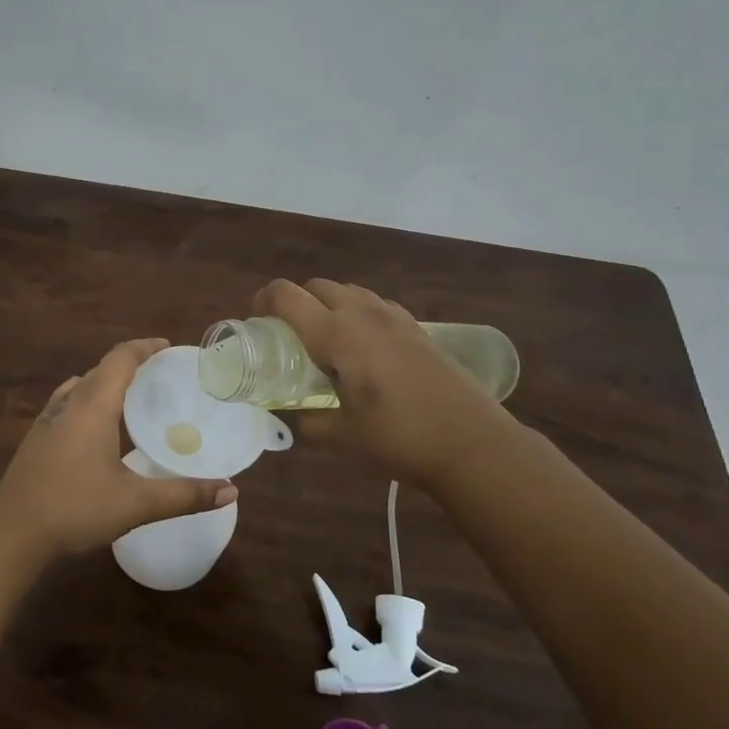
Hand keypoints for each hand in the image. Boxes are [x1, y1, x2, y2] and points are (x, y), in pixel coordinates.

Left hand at [0, 337, 237, 561]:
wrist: (11, 534)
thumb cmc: (75, 509)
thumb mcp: (136, 503)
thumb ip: (184, 495)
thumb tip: (231, 489)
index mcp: (92, 406)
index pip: (119, 359)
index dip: (144, 347)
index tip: (167, 346)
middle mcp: (68, 404)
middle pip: (100, 370)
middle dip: (129, 366)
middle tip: (159, 376)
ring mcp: (47, 421)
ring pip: (80, 388)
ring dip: (106, 384)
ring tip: (132, 399)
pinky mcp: (36, 440)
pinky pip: (67, 406)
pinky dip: (88, 404)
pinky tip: (97, 430)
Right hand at [254, 279, 516, 487]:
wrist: (473, 443)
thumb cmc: (399, 437)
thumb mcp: (342, 437)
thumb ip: (309, 422)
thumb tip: (294, 418)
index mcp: (335, 334)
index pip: (286, 296)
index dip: (262, 300)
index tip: (255, 320)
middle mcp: (361, 314)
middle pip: (317, 286)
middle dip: (295, 302)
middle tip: (289, 335)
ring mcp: (394, 317)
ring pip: (348, 291)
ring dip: (328, 305)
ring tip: (326, 341)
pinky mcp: (418, 327)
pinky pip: (374, 305)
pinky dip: (357, 314)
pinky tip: (365, 350)